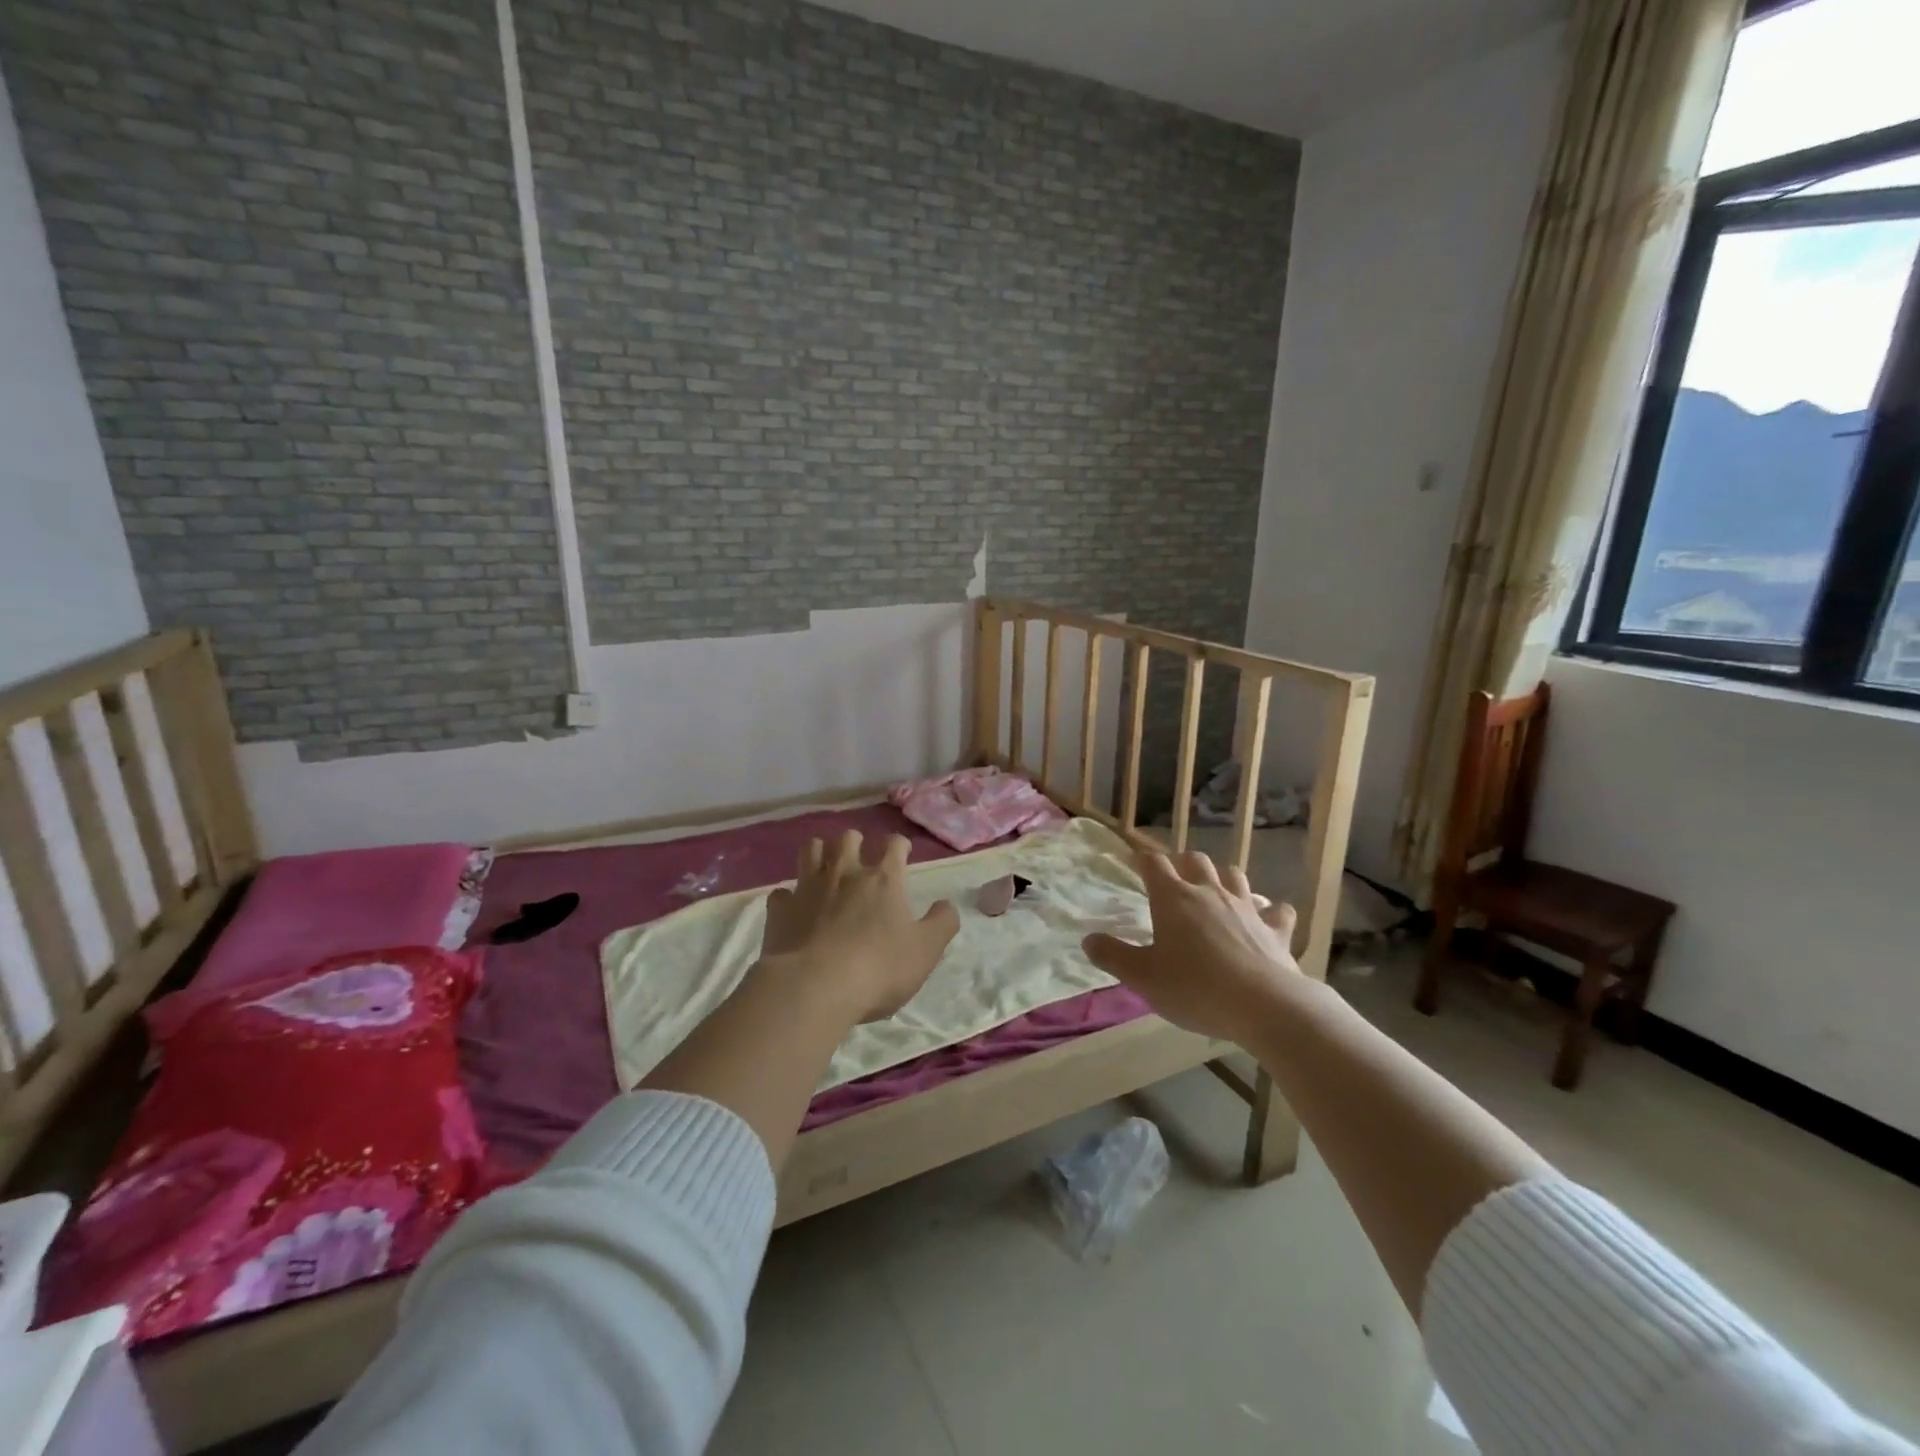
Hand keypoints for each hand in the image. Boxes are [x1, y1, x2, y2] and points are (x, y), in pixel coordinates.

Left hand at [761, 830, 960, 1022]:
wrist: (814, 988)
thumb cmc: (878, 968)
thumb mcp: (926, 951)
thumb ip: (942, 923)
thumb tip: (946, 905)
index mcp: (884, 879)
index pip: (894, 845)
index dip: (899, 846)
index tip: (901, 853)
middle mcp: (845, 873)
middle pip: (848, 838)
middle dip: (855, 842)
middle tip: (860, 859)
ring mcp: (808, 887)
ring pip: (811, 849)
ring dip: (820, 853)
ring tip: (825, 868)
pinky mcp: (780, 909)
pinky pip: (782, 892)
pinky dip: (789, 897)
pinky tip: (794, 908)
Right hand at [1083, 850, 1301, 1041]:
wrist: (1266, 1006)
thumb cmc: (1195, 988)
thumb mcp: (1143, 977)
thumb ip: (1113, 956)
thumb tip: (1088, 939)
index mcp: (1173, 899)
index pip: (1153, 863)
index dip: (1141, 858)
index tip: (1133, 860)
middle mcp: (1210, 893)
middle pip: (1195, 860)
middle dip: (1182, 863)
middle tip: (1174, 877)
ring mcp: (1247, 908)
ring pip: (1234, 876)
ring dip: (1223, 878)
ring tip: (1216, 890)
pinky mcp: (1276, 930)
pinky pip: (1277, 912)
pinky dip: (1272, 911)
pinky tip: (1270, 917)